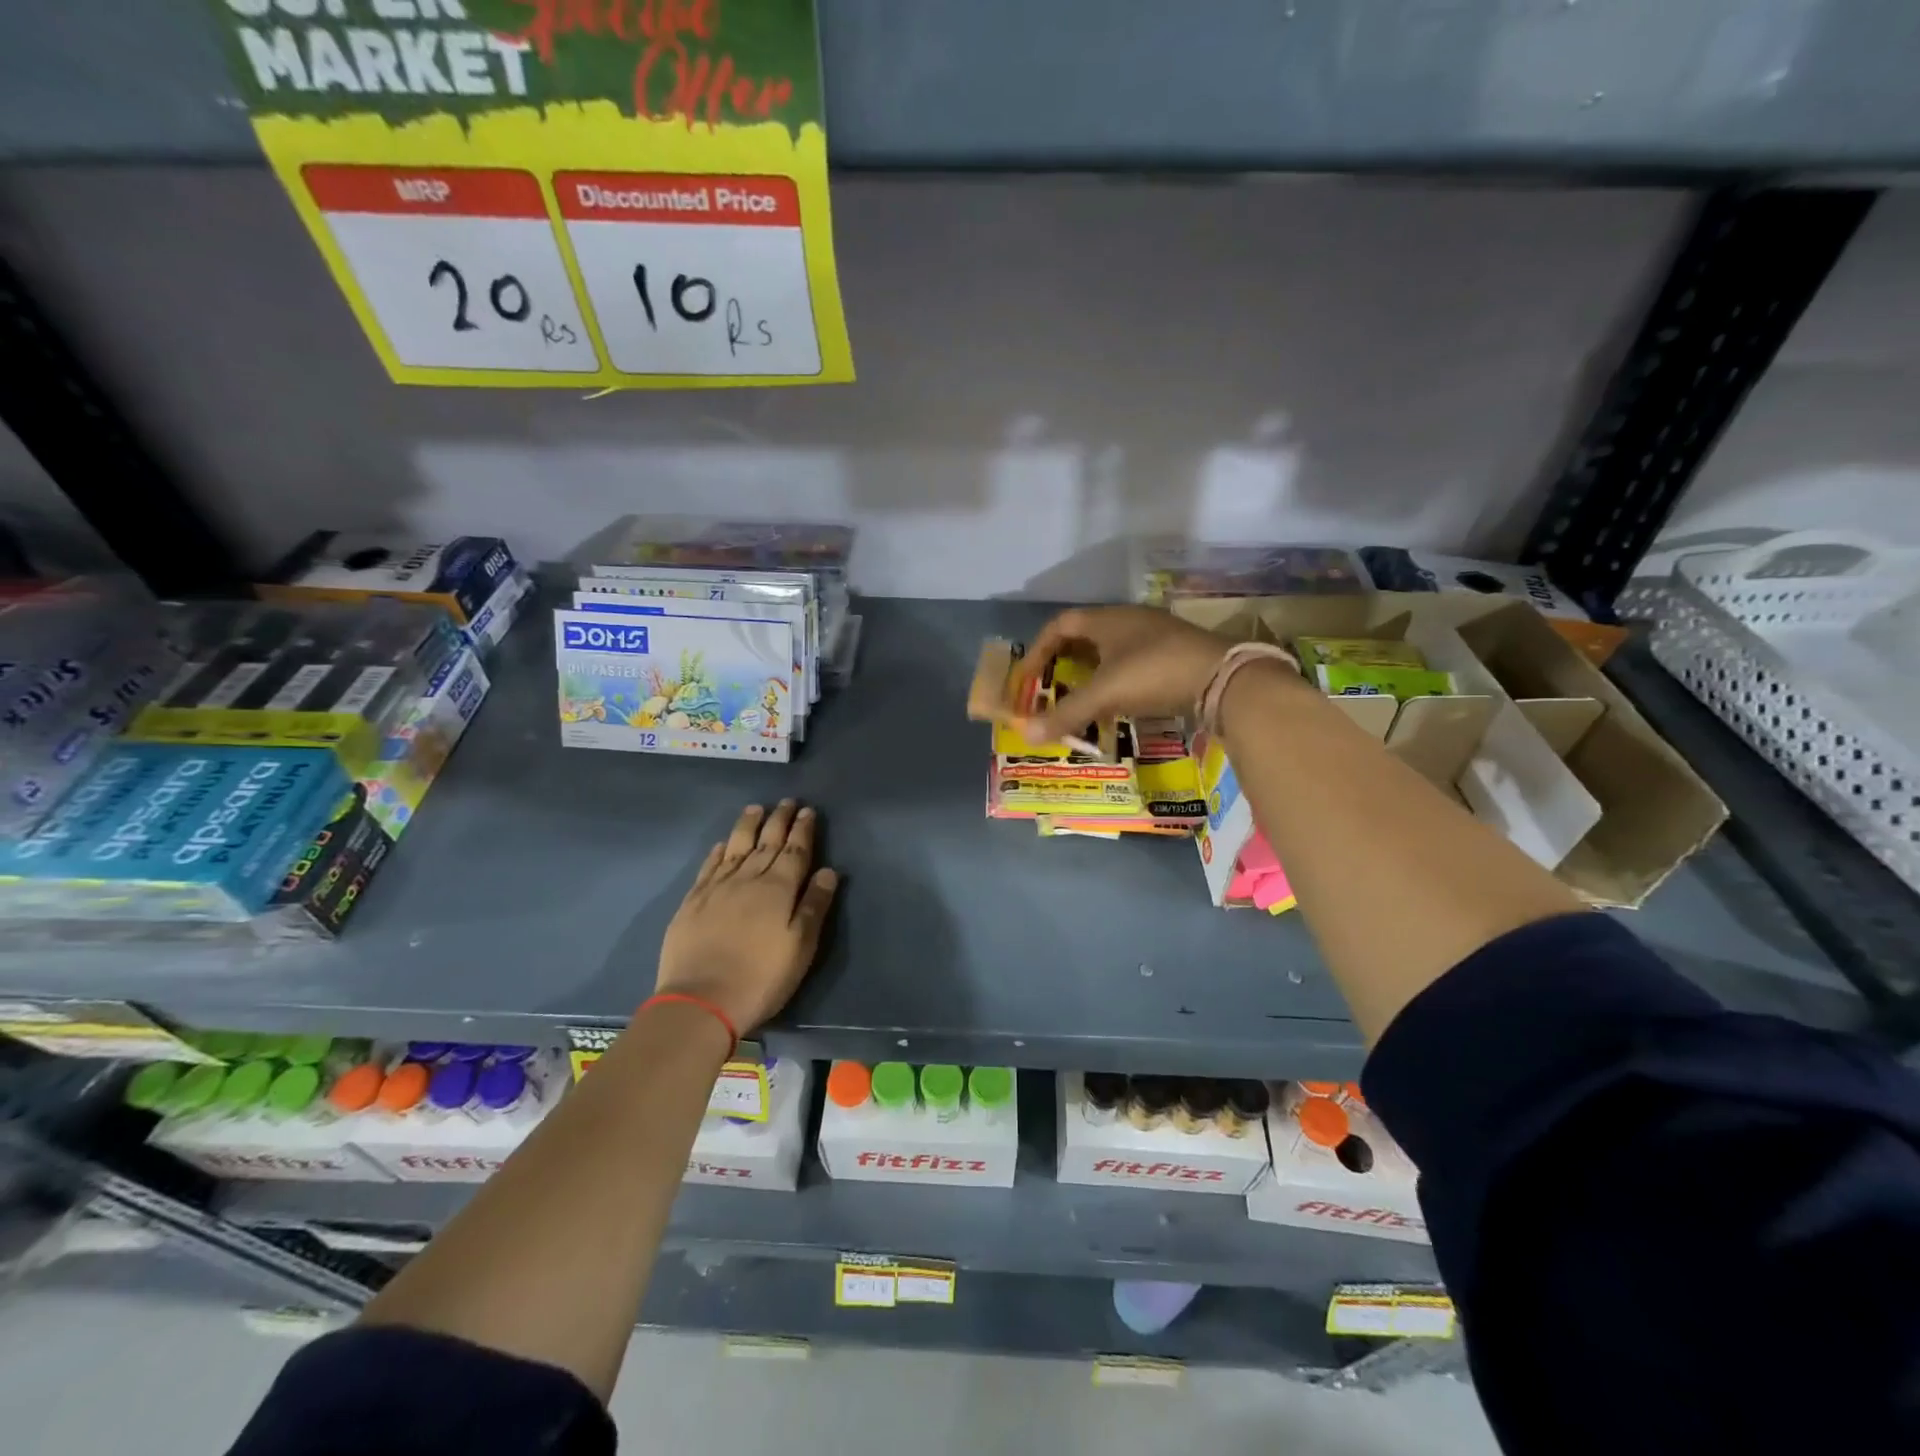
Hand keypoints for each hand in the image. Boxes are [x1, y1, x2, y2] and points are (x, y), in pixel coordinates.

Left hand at [654, 801, 838, 1033]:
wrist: (701, 1001)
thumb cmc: (762, 977)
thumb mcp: (801, 946)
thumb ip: (814, 905)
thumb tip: (828, 871)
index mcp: (779, 888)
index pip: (795, 850)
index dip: (802, 830)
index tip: (807, 811)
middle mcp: (748, 878)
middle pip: (766, 842)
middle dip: (779, 820)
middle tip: (787, 802)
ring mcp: (717, 888)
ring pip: (736, 846)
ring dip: (748, 826)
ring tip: (756, 809)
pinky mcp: (693, 902)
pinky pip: (709, 866)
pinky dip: (718, 851)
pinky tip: (722, 844)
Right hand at [1018, 606, 1232, 741]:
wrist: (1223, 678)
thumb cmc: (1154, 674)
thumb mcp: (1105, 694)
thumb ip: (1066, 713)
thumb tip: (1026, 734)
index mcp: (1107, 619)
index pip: (1060, 624)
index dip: (1038, 648)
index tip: (1027, 675)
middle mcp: (1129, 620)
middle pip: (1084, 636)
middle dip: (1062, 662)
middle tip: (1049, 687)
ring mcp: (1155, 636)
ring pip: (1110, 651)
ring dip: (1090, 673)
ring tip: (1078, 698)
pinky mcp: (1174, 655)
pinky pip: (1131, 664)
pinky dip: (1114, 682)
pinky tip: (1115, 704)